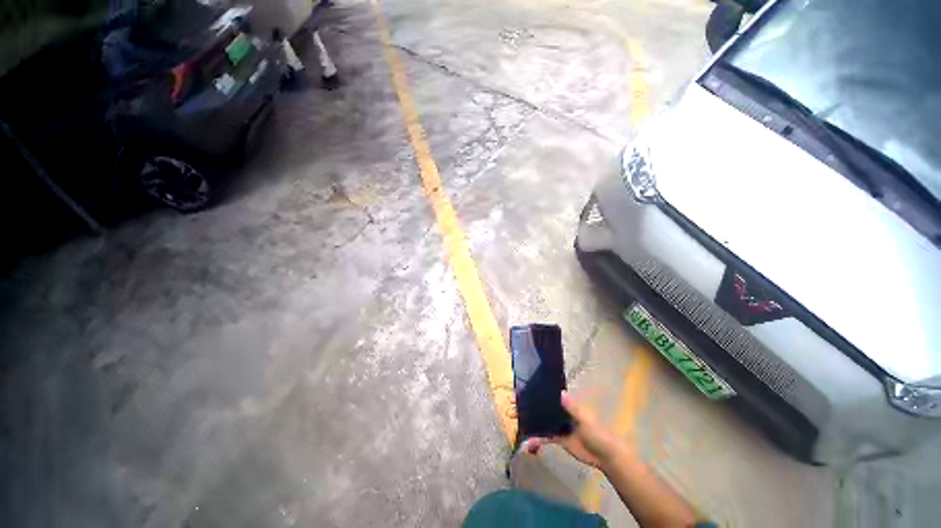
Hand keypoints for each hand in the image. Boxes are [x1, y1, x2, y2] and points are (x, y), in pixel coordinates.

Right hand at [522, 391, 621, 469]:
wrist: (604, 455)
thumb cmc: (596, 432)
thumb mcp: (585, 418)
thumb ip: (572, 407)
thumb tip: (559, 392)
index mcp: (565, 404)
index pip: (546, 395)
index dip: (533, 393)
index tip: (519, 393)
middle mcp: (559, 412)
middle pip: (540, 407)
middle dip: (526, 406)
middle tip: (511, 407)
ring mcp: (557, 425)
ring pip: (539, 420)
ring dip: (528, 420)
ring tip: (514, 420)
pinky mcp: (558, 438)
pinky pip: (544, 437)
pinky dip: (536, 439)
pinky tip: (527, 443)